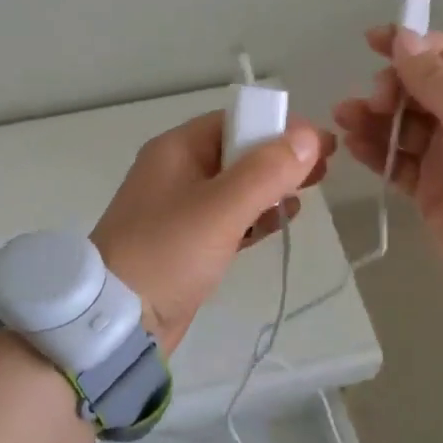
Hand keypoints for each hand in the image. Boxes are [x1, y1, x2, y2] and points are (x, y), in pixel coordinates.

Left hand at [91, 111, 332, 352]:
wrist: (117, 322)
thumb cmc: (167, 254)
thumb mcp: (220, 208)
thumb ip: (266, 171)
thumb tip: (309, 135)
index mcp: (177, 149)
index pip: (235, 121)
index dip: (279, 126)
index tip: (320, 143)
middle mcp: (177, 171)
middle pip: (238, 151)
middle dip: (281, 156)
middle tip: (325, 168)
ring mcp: (180, 208)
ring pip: (236, 185)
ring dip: (272, 185)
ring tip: (311, 191)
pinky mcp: (187, 242)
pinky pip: (230, 217)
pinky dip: (256, 215)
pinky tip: (284, 219)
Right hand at [333, 27, 442, 271]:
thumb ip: (435, 77)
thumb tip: (403, 37)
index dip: (412, 44)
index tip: (373, 42)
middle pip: (420, 89)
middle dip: (391, 87)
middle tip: (376, 100)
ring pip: (402, 125)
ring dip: (373, 117)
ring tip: (346, 116)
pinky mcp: (429, 188)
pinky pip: (396, 161)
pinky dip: (375, 151)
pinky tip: (353, 143)